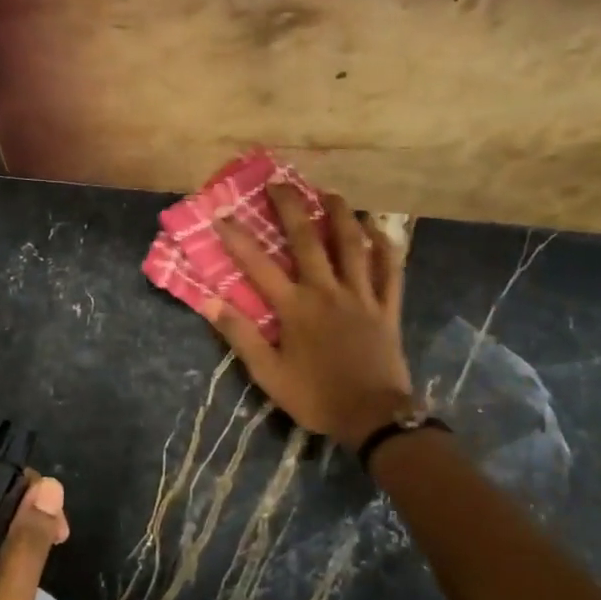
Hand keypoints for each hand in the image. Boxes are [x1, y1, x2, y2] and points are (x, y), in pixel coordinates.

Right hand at [206, 183, 414, 449]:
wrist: (373, 416)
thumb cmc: (316, 397)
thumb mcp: (269, 375)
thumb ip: (241, 336)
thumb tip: (210, 302)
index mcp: (296, 308)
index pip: (259, 266)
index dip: (237, 239)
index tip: (220, 215)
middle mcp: (327, 291)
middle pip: (308, 240)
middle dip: (291, 208)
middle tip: (279, 183)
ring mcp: (361, 296)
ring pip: (352, 245)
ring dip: (341, 214)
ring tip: (331, 193)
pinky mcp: (387, 307)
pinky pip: (390, 270)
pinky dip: (385, 246)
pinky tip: (379, 228)